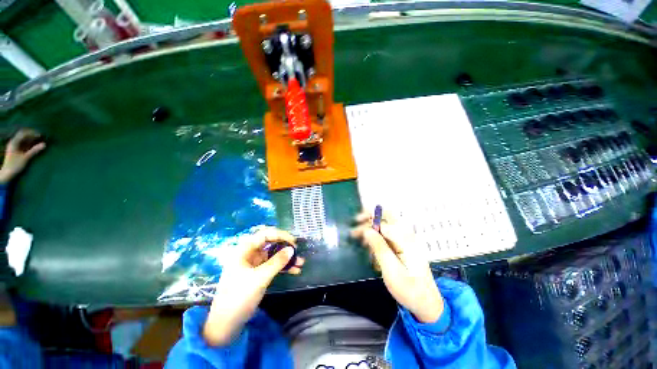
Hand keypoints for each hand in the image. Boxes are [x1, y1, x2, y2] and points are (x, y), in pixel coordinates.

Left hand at [0, 129, 45, 183]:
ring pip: (24, 139)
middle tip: (41, 137)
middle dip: (32, 135)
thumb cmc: (15, 166)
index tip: (40, 135)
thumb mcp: (25, 158)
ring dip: (31, 139)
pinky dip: (29, 143)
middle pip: (23, 135)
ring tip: (39, 141)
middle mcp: (13, 142)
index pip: (24, 133)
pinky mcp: (16, 150)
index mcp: (14, 142)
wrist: (7, 174)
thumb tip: (44, 145)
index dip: (32, 133)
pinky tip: (34, 145)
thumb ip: (34, 151)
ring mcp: (14, 146)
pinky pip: (23, 144)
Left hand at [203, 227, 304, 345]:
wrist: (225, 324)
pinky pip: (273, 265)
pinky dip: (283, 267)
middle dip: (285, 247)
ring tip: (300, 263)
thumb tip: (292, 249)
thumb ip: (277, 262)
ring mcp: (253, 264)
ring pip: (273, 255)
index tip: (293, 242)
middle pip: (270, 243)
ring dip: (286, 258)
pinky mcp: (257, 274)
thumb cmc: (239, 297)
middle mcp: (249, 254)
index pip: (265, 234)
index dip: (280, 235)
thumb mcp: (260, 278)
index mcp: (244, 250)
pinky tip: (294, 270)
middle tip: (297, 251)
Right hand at [351, 211, 443, 322]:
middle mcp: (405, 235)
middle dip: (369, 218)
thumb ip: (380, 248)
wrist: (426, 303)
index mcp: (405, 239)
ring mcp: (404, 240)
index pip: (384, 221)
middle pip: (386, 217)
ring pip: (384, 225)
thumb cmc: (409, 289)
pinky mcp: (401, 246)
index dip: (368, 221)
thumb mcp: (392, 270)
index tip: (355, 230)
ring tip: (357, 237)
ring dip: (370, 227)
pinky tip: (368, 245)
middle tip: (355, 226)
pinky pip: (386, 235)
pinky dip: (375, 236)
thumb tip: (367, 230)